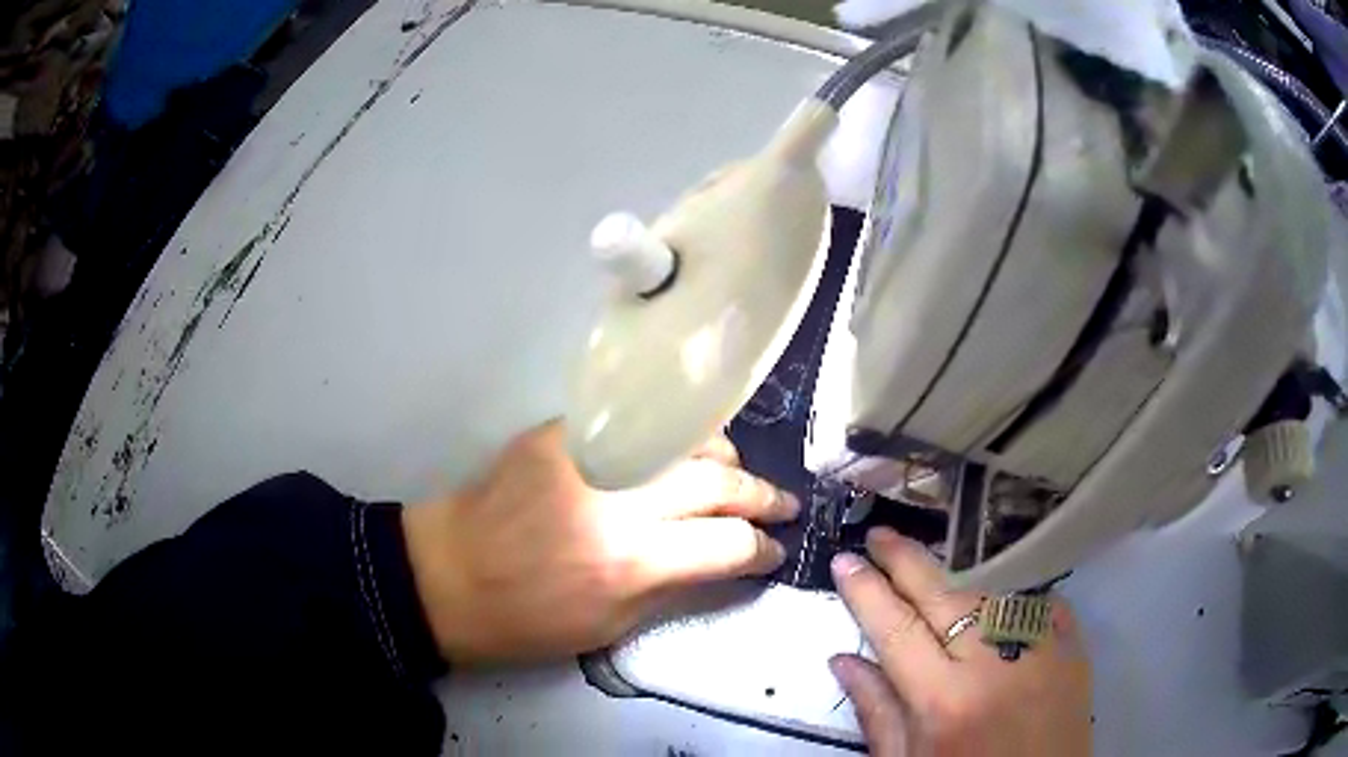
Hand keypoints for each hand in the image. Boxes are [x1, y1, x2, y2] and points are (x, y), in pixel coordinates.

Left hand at [402, 420, 797, 663]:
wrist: (447, 575)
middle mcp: (619, 502)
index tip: (773, 551)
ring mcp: (590, 456)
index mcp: (631, 562)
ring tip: (738, 474)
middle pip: (719, 481)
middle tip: (783, 504)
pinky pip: (637, 422)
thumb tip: (731, 563)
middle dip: (763, 495)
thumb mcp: (610, 628)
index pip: (728, 543)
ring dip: (726, 457)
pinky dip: (673, 436)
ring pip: (687, 438)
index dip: (762, 548)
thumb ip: (678, 589)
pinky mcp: (562, 431)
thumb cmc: (526, 620)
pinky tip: (685, 449)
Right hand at [829, 528, 1091, 755]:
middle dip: (905, 561)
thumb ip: (876, 711)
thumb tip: (844, 658)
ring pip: (990, 594)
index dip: (866, 592)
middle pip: (944, 596)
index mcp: (945, 702)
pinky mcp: (1073, 647)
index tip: (844, 560)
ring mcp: (1043, 649)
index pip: (896, 630)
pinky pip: (1036, 604)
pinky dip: (1009, 600)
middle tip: (880, 536)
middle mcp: (996, 664)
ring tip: (932, 584)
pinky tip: (994, 604)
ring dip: (956, 585)